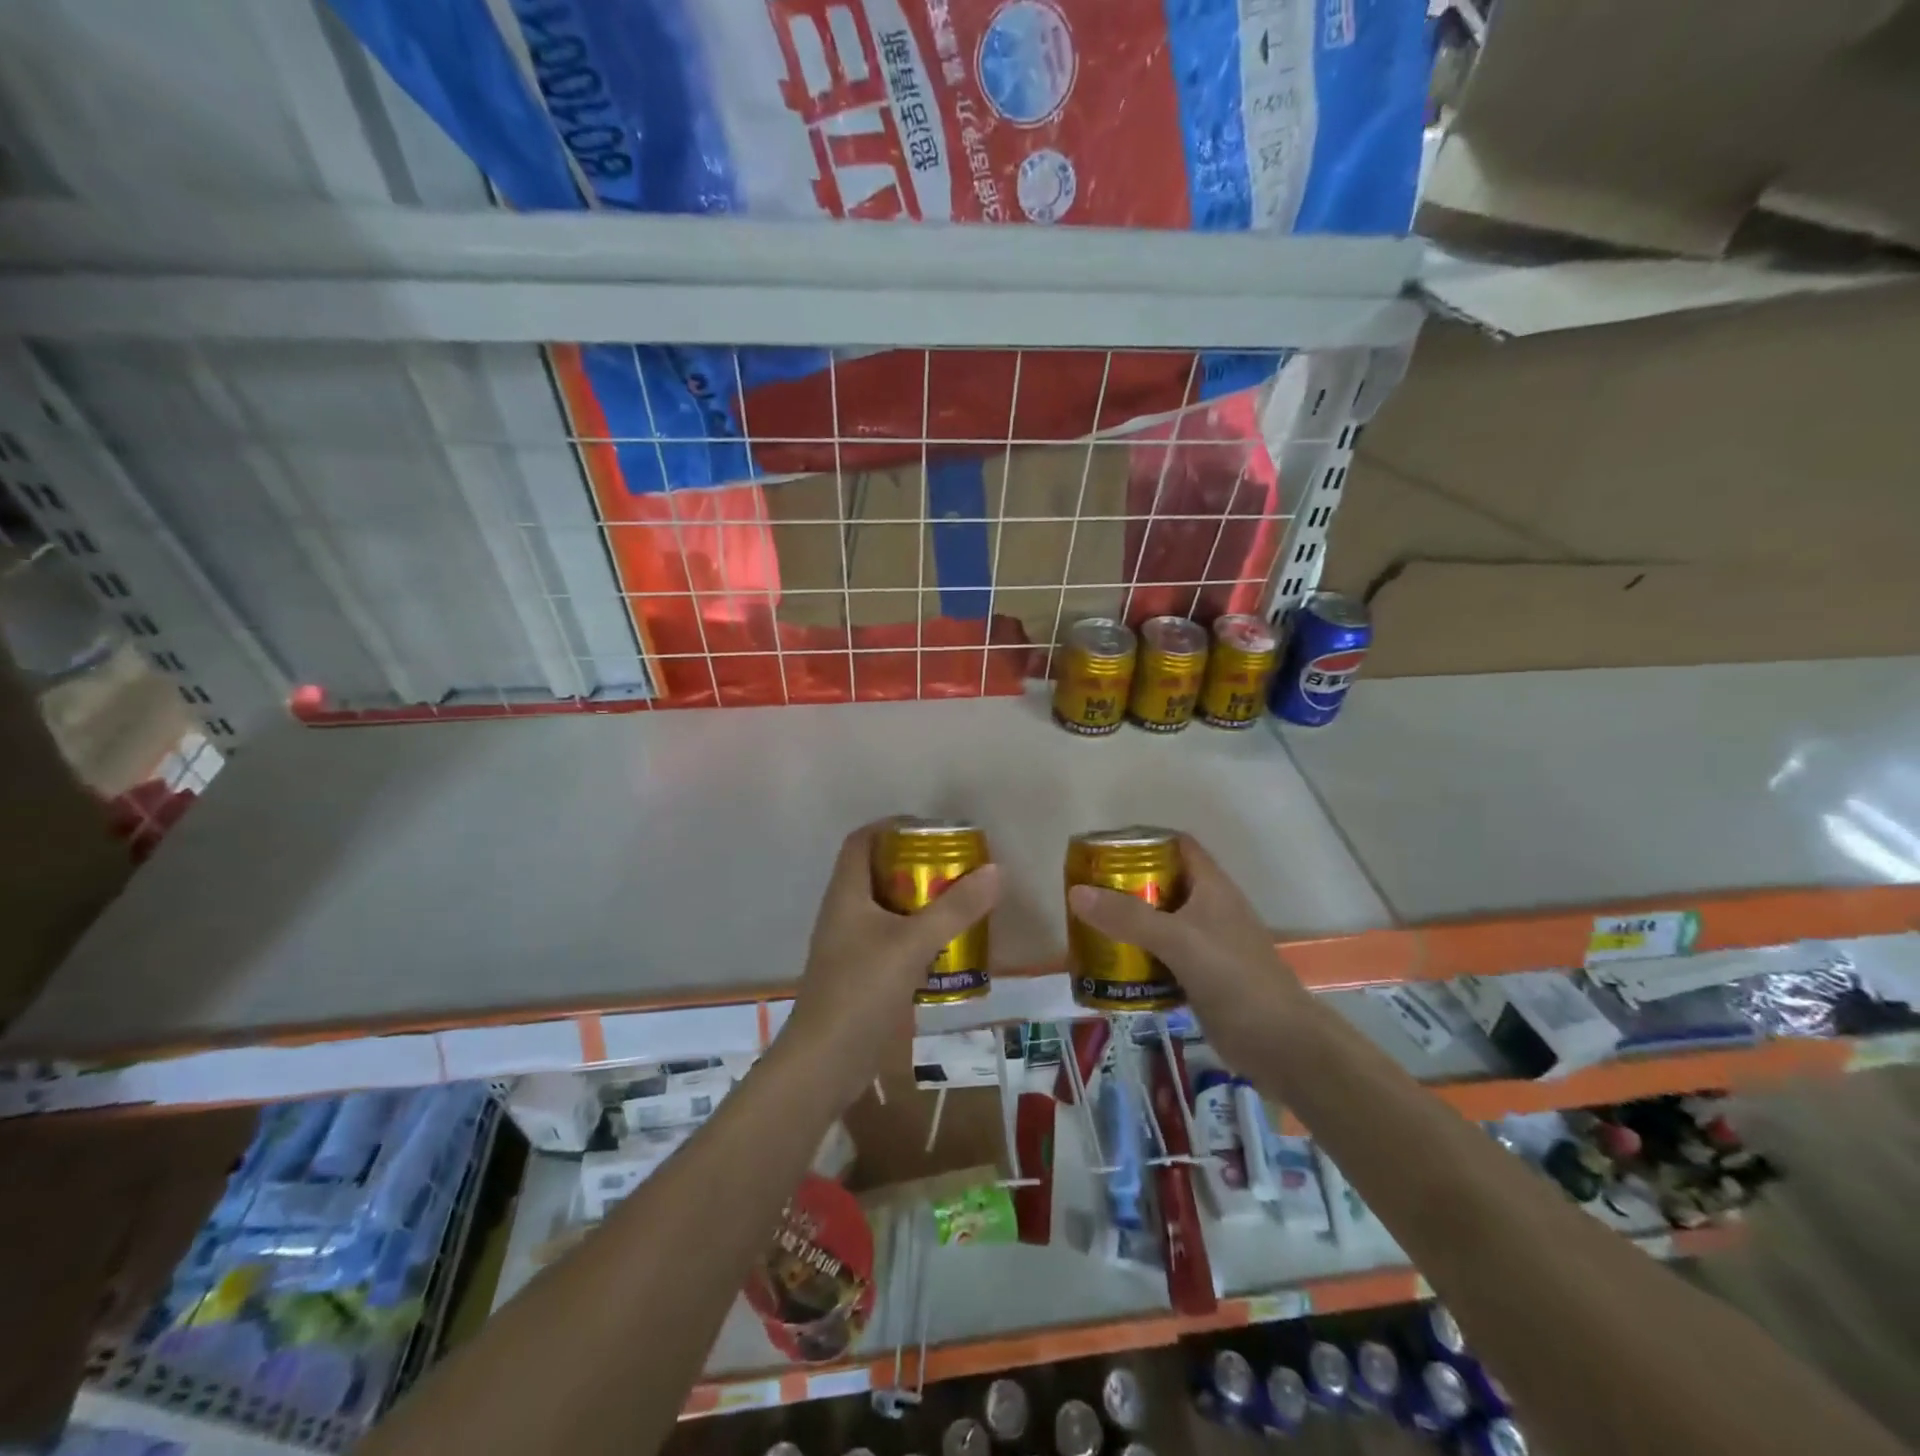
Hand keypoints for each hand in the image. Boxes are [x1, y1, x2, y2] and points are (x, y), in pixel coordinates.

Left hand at [780, 821, 1001, 1106]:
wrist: (824, 1063)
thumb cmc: (861, 991)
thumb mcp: (912, 944)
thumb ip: (955, 908)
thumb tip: (996, 870)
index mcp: (846, 894)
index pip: (862, 841)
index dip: (892, 826)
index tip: (933, 830)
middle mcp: (844, 913)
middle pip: (879, 873)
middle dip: (917, 866)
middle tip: (957, 868)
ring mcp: (850, 946)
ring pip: (888, 909)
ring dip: (920, 903)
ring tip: (960, 903)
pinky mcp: (860, 976)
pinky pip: (892, 941)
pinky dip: (918, 937)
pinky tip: (948, 949)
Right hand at [1066, 834, 1307, 1074]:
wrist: (1281, 1045)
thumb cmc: (1235, 979)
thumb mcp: (1178, 941)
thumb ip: (1128, 917)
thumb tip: (1076, 892)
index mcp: (1211, 887)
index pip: (1176, 845)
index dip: (1143, 840)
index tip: (1102, 850)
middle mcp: (1209, 909)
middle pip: (1162, 883)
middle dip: (1125, 884)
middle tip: (1085, 892)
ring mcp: (1206, 944)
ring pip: (1160, 922)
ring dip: (1128, 923)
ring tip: (1088, 926)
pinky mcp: (1200, 977)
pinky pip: (1161, 956)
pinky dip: (1137, 957)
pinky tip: (1111, 967)